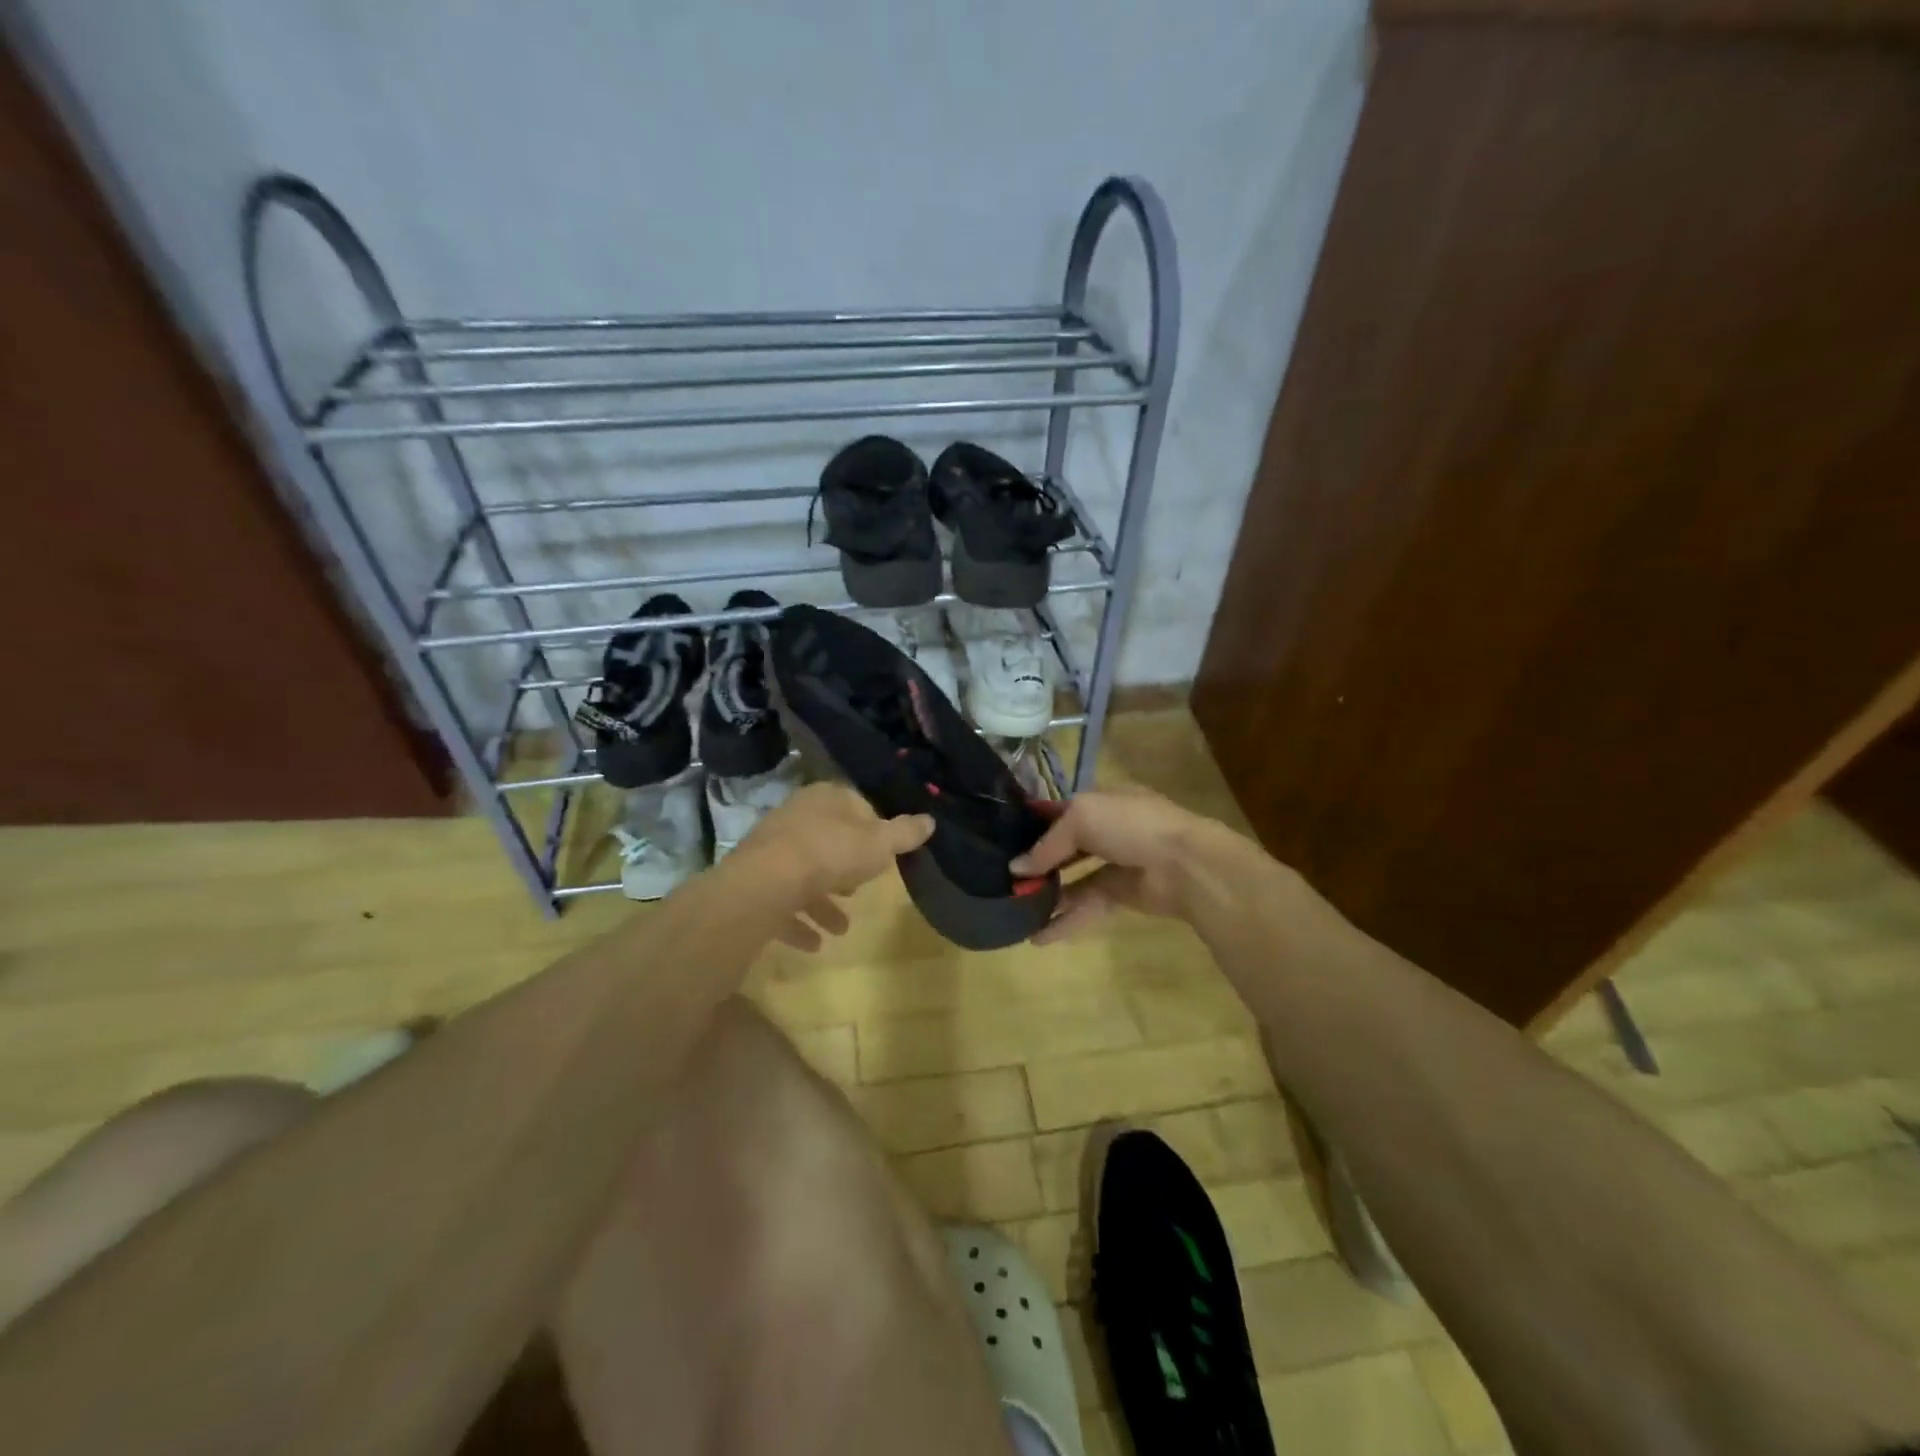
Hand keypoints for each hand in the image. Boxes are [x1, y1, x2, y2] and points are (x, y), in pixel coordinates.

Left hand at [722, 782, 932, 951]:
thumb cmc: (831, 853)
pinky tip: (814, 944)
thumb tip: (930, 820)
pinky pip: (783, 902)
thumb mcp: (880, 843)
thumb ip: (905, 833)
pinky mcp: (755, 881)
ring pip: (805, 874)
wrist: (766, 883)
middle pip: (828, 840)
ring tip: (841, 929)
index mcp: (826, 798)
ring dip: (823, 902)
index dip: (874, 829)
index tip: (885, 855)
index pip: (856, 805)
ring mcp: (772, 849)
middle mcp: (796, 817)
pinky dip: (799, 922)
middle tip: (860, 889)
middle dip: (846, 868)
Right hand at [1011, 787, 1214, 943]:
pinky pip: (1087, 906)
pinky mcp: (1122, 895)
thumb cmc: (1130, 825)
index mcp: (1101, 801)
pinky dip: (1065, 920)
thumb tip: (1016, 869)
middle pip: (1065, 847)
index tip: (1003, 841)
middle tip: (1006, 880)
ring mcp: (1116, 863)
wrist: (1183, 864)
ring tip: (1017, 910)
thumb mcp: (1081, 818)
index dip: (1034, 825)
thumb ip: (1047, 844)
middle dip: (1038, 863)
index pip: (1060, 811)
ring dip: (1048, 894)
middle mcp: (1107, 829)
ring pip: (1074, 880)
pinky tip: (1039, 936)